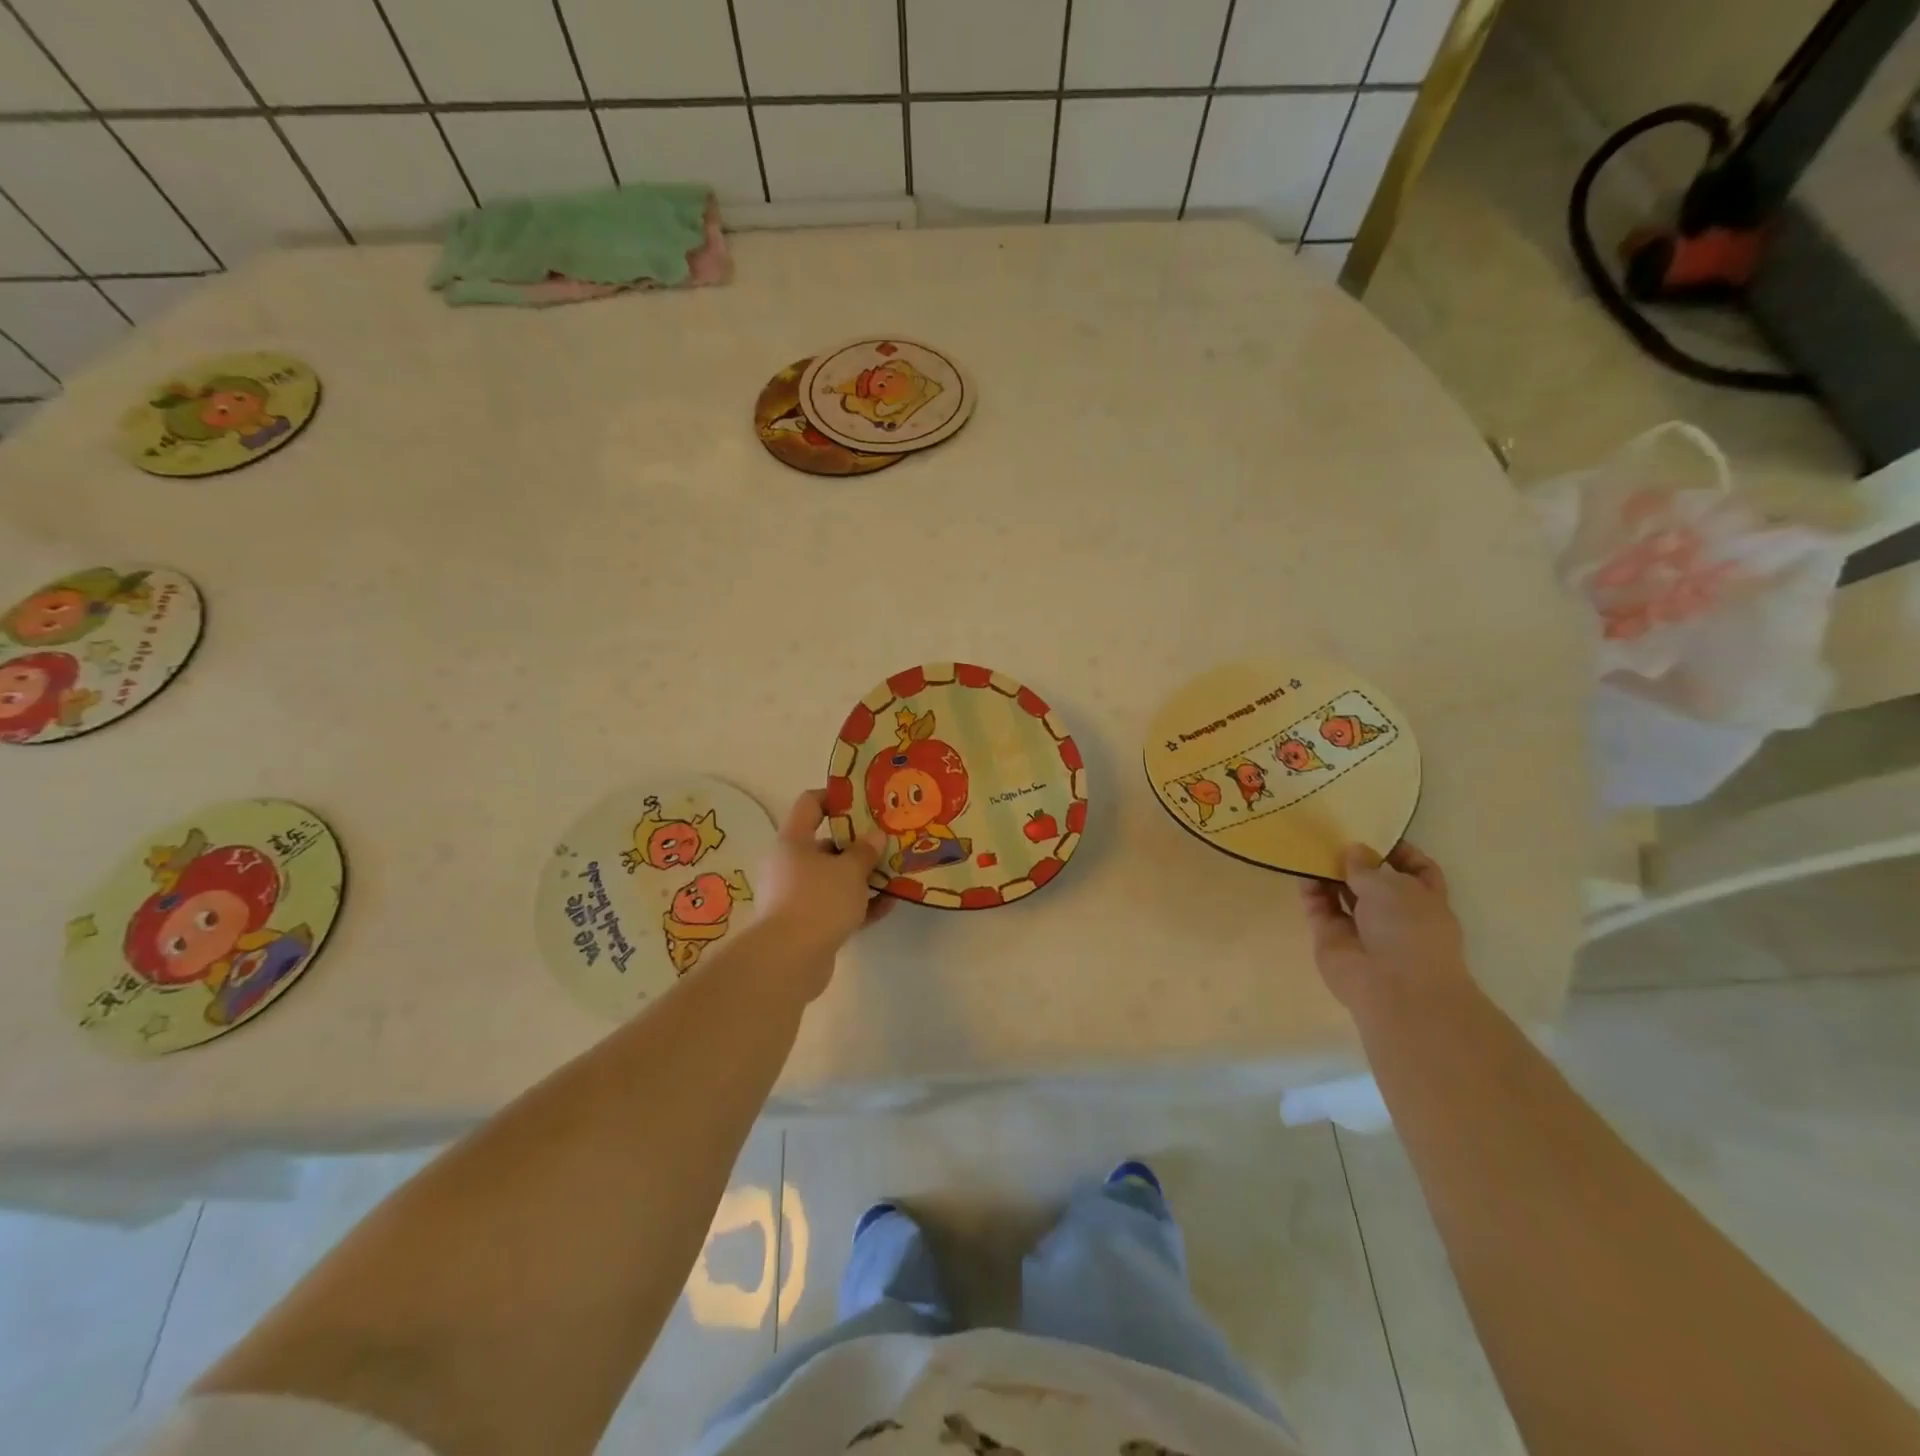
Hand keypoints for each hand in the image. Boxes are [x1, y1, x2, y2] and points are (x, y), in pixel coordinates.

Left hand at [754, 790, 891, 998]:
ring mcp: (793, 896)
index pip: (810, 804)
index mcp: (793, 841)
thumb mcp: (850, 870)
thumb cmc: (818, 900)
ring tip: (893, 875)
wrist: (788, 961)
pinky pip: (834, 907)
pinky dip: (857, 905)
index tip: (864, 802)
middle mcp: (788, 865)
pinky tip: (887, 906)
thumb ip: (865, 850)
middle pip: (824, 845)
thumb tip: (875, 835)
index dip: (836, 798)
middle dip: (857, 845)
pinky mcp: (804, 925)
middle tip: (886, 843)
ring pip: (832, 878)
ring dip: (860, 877)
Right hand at [1301, 842, 1469, 1011]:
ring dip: (1328, 872)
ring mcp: (1361, 928)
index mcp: (1424, 901)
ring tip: (1310, 846)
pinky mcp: (1331, 938)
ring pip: (1342, 894)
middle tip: (1332, 834)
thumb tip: (1352, 850)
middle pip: (1373, 881)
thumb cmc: (1409, 930)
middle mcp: (1394, 914)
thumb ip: (1366, 866)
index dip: (1400, 851)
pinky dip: (1310, 890)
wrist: (1394, 989)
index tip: (1376, 834)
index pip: (1418, 870)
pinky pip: (1318, 908)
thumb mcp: (1392, 886)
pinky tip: (1300, 869)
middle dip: (1355, 860)